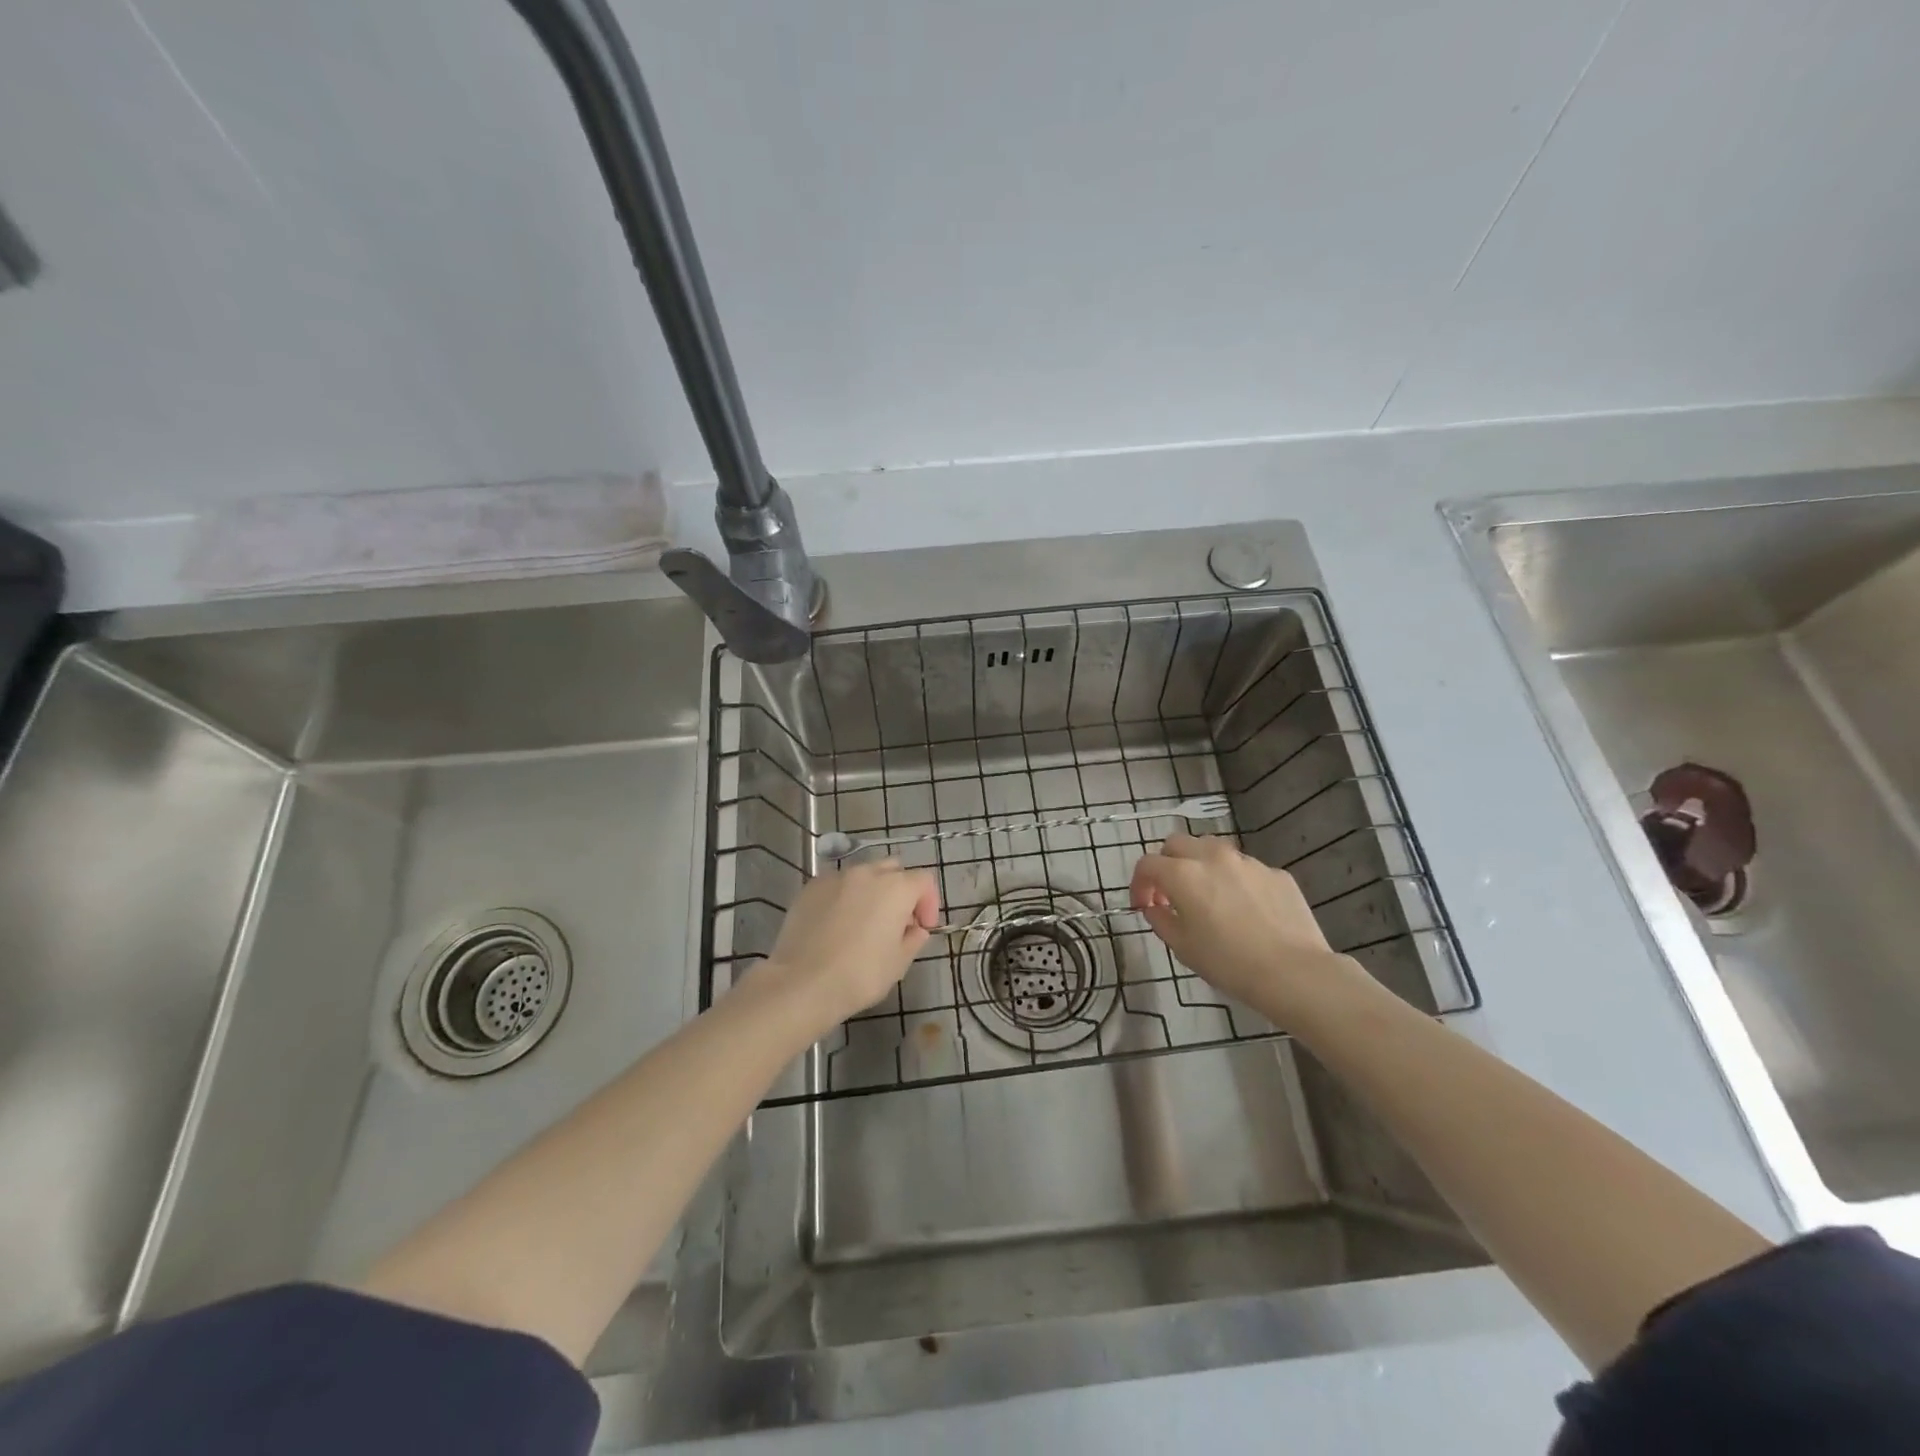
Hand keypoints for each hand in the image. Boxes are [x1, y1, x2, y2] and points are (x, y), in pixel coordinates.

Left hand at [765, 860, 940, 1036]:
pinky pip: (837, 885)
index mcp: (896, 888)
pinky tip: (836, 924)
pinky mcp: (811, 887)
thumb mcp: (898, 963)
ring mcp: (836, 877)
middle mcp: (867, 873)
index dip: (928, 903)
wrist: (802, 983)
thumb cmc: (860, 975)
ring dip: (871, 892)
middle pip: (894, 870)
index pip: (923, 881)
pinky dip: (844, 897)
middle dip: (900, 891)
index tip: (922, 928)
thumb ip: (913, 939)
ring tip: (863, 922)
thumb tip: (915, 929)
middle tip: (896, 922)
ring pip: (863, 874)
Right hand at [1129, 833, 1362, 1023]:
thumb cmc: (1229, 963)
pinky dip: (1235, 881)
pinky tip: (1246, 910)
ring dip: (1201, 865)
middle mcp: (1213, 857)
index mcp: (1183, 874)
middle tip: (1171, 893)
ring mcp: (1248, 862)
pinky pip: (1246, 869)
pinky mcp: (1276, 873)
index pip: (1148, 864)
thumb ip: (1161, 920)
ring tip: (1209, 896)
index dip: (1139, 884)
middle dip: (1167, 864)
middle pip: (1177, 843)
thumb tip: (1156, 908)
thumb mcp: (1183, 947)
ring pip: (1213, 849)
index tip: (1144, 906)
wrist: (1294, 972)